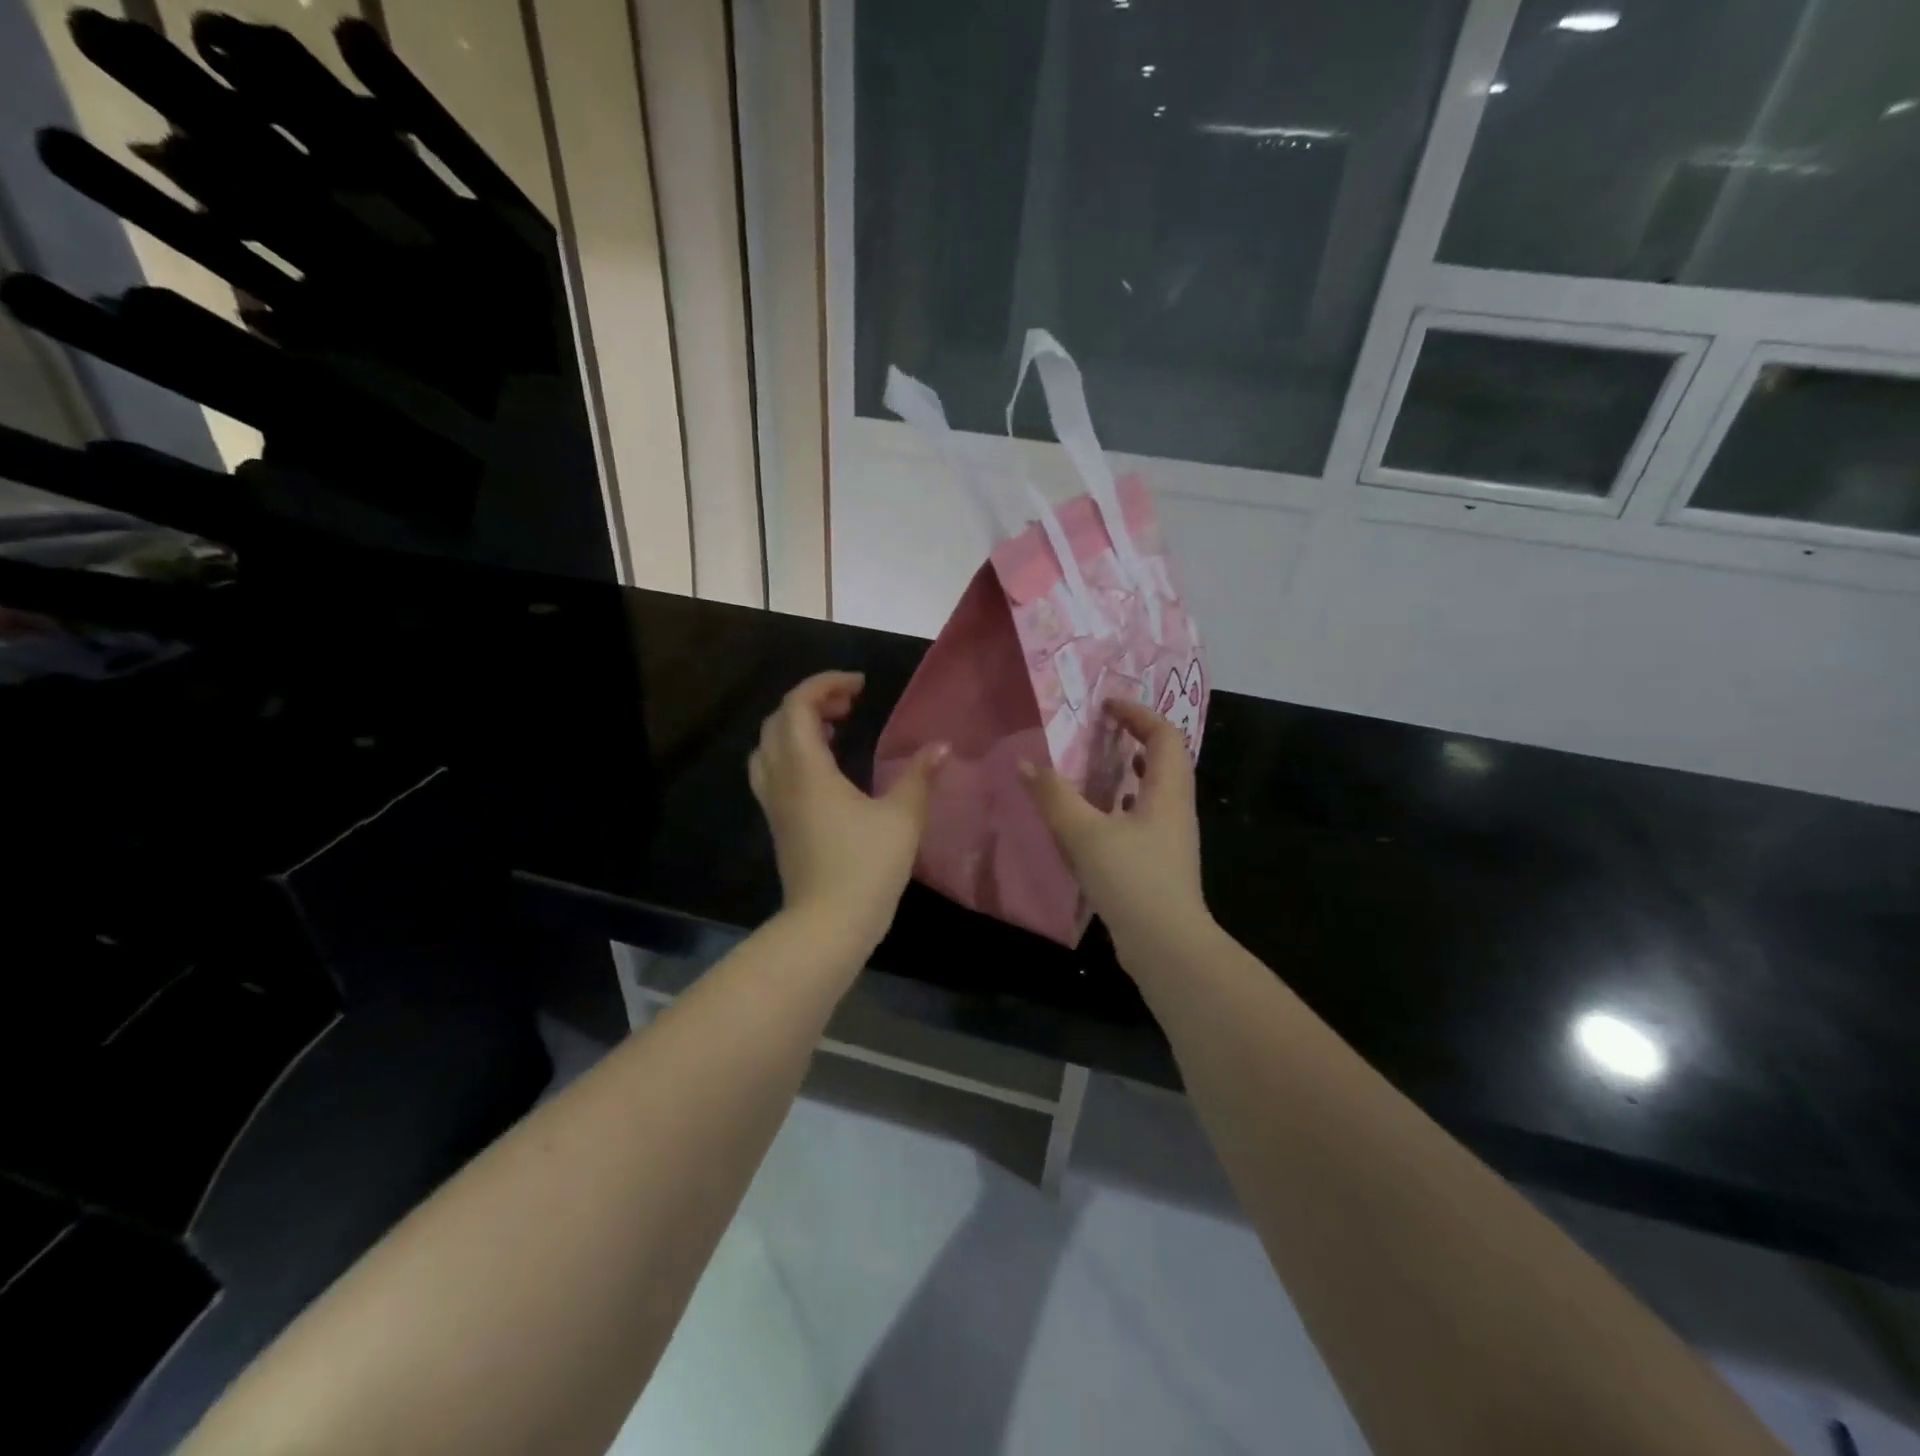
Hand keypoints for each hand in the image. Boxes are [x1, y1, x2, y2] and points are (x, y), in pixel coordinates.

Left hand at [748, 671, 948, 951]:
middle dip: (812, 702)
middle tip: (850, 705)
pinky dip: (793, 754)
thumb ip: (920, 776)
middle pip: (778, 721)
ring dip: (796, 727)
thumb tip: (941, 746)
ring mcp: (775, 804)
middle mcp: (781, 780)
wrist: (827, 926)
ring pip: (769, 747)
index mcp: (806, 769)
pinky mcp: (779, 825)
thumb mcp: (902, 818)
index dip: (826, 683)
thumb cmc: (866, 867)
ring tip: (835, 729)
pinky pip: (773, 772)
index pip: (797, 705)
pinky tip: (827, 770)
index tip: (861, 686)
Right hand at [1020, 699, 1210, 966]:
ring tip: (1097, 768)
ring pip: (1156, 791)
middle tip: (1101, 732)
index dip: (1138, 714)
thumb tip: (1025, 763)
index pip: (1165, 735)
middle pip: (1166, 760)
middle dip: (1136, 738)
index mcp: (1168, 792)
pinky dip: (1123, 805)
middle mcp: (1176, 809)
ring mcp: (1171, 839)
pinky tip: (1096, 820)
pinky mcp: (1160, 863)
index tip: (1106, 706)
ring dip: (1131, 773)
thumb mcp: (1084, 834)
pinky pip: (1145, 818)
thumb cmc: (1132, 880)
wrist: (1166, 946)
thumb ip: (1054, 796)